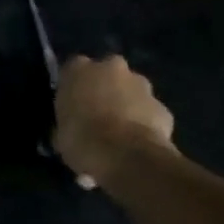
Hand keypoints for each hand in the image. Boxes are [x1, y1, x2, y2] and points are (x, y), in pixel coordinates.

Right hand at [53, 54, 174, 185]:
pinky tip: (140, 144)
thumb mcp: (60, 135)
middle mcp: (109, 67)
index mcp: (77, 69)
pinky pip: (150, 112)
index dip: (74, 88)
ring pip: (132, 90)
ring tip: (122, 133)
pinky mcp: (162, 106)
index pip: (72, 70)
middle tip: (99, 115)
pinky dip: (147, 124)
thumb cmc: (82, 140)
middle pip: (106, 72)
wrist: (126, 156)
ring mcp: (140, 84)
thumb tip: (65, 134)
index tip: (73, 106)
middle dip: (105, 89)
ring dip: (128, 104)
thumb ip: (65, 125)